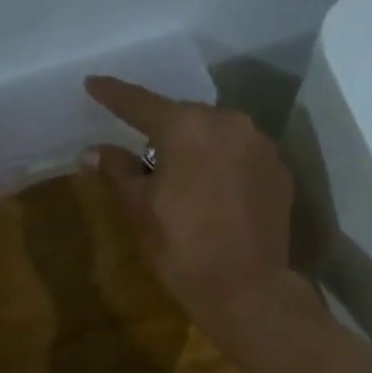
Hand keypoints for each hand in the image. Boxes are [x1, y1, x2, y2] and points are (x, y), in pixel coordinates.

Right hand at [81, 76, 294, 338]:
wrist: (247, 289)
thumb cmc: (182, 248)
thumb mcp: (139, 211)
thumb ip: (117, 171)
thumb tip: (92, 151)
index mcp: (188, 127)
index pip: (141, 104)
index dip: (113, 95)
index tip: (93, 83)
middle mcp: (229, 122)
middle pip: (184, 117)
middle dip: (161, 130)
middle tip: (141, 149)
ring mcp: (260, 145)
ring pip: (216, 135)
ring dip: (195, 147)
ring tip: (180, 174)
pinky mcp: (279, 171)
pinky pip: (241, 155)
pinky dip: (222, 165)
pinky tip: (213, 191)